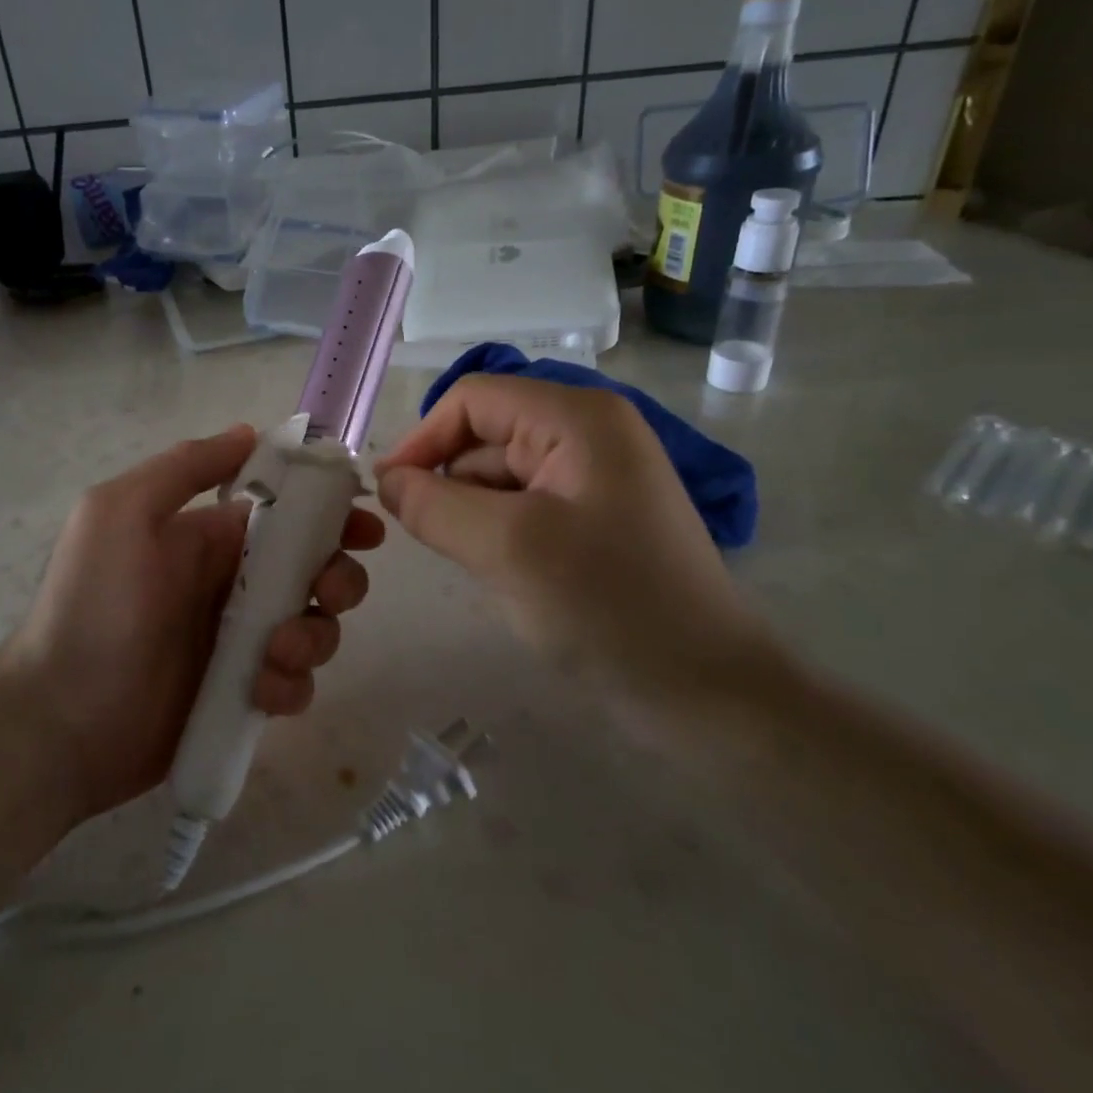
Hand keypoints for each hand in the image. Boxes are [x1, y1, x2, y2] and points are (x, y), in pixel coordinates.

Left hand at [4, 426, 384, 819]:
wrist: (60, 718)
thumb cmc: (93, 605)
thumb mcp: (122, 512)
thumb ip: (185, 467)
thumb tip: (250, 433)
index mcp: (212, 537)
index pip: (290, 513)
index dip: (333, 515)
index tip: (363, 529)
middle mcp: (235, 583)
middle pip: (317, 570)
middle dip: (338, 578)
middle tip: (327, 593)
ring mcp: (241, 642)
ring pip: (315, 626)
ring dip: (314, 636)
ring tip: (275, 654)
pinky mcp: (243, 695)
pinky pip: (295, 682)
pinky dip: (292, 685)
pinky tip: (262, 691)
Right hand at [376, 376, 760, 686]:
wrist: (706, 692)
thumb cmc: (608, 606)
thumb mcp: (506, 548)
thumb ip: (432, 505)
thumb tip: (386, 481)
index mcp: (576, 418)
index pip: (472, 400)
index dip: (422, 439)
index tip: (387, 494)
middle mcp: (588, 433)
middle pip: (485, 436)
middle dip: (449, 482)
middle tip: (430, 540)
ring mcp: (594, 477)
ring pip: (499, 476)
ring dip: (471, 514)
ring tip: (478, 564)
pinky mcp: (594, 518)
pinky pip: (522, 508)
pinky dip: (496, 533)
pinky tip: (502, 573)